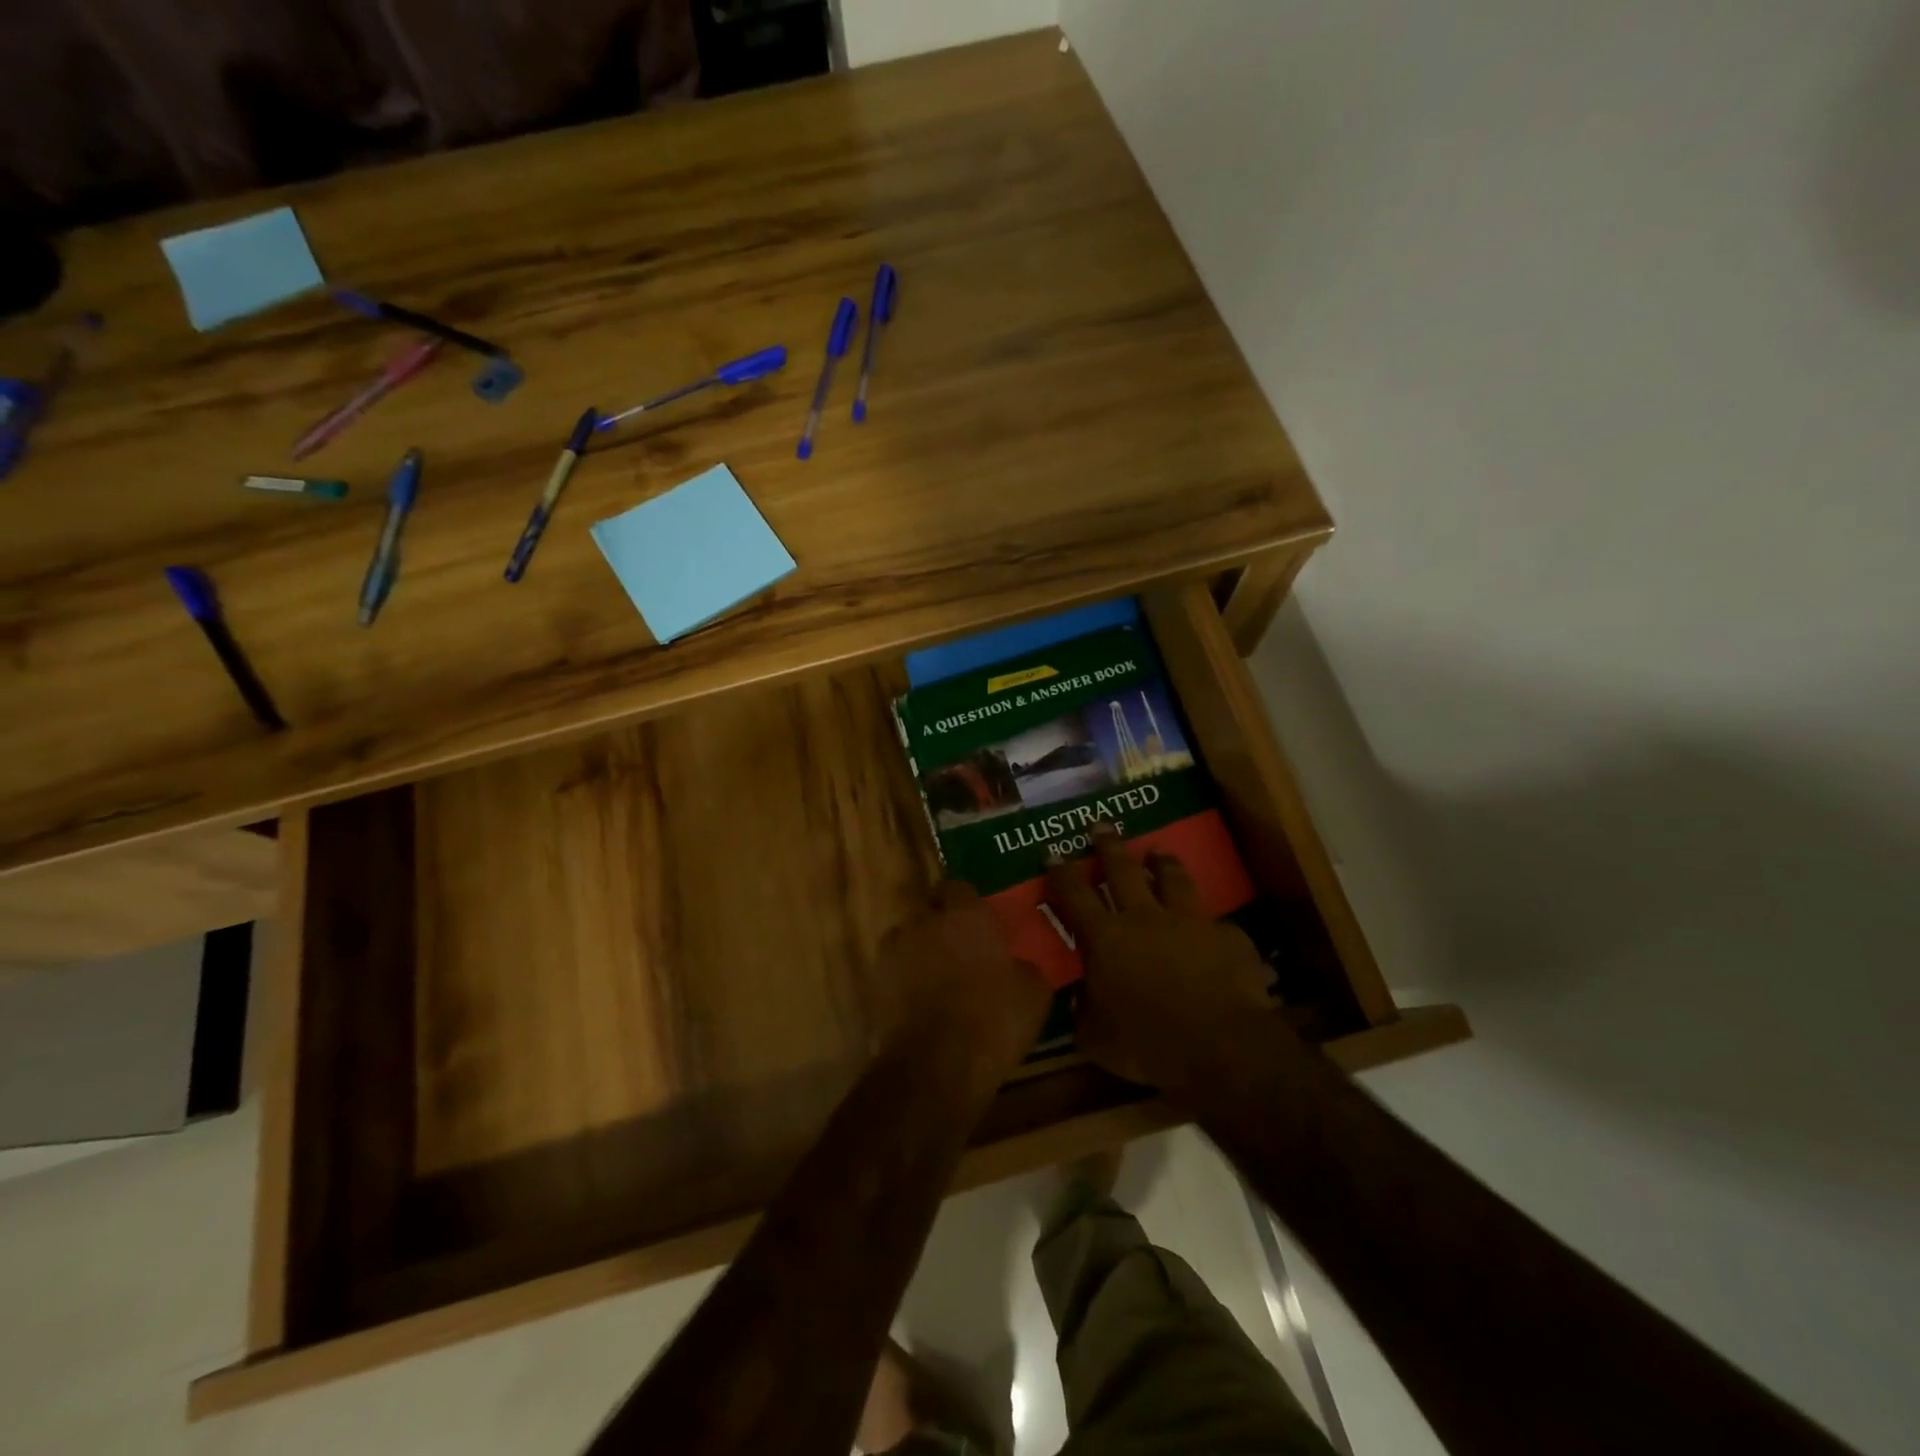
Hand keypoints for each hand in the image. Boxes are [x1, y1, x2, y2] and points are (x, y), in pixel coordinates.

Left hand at [875, 881, 1051, 1077]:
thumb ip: (1025, 967)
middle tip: (961, 949)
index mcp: (965, 914)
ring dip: (920, 951)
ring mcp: (894, 950)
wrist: (934, 1067)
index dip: (968, 903)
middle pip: (929, 909)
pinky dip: (904, 981)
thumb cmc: (991, 1021)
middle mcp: (924, 921)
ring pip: (908, 938)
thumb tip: (1020, 965)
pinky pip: (893, 971)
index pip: (959, 887)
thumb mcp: (1034, 995)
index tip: (981, 923)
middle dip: (941, 923)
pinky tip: (920, 1005)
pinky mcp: (874, 982)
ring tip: (937, 979)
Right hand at [1045, 826, 1276, 1091]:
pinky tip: (1212, 927)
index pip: (1074, 894)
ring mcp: (1188, 921)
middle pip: (1122, 869)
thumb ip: (1084, 1012)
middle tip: (1101, 826)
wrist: (1220, 1045)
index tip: (1053, 853)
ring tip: (1158, 851)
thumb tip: (1079, 998)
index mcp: (1105, 938)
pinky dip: (1209, 922)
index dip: (1061, 872)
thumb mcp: (1096, 1038)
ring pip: (1172, 879)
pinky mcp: (1226, 935)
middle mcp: (1144, 917)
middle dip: (1108, 846)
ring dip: (1162, 863)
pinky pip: (1215, 921)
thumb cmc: (1147, 1043)